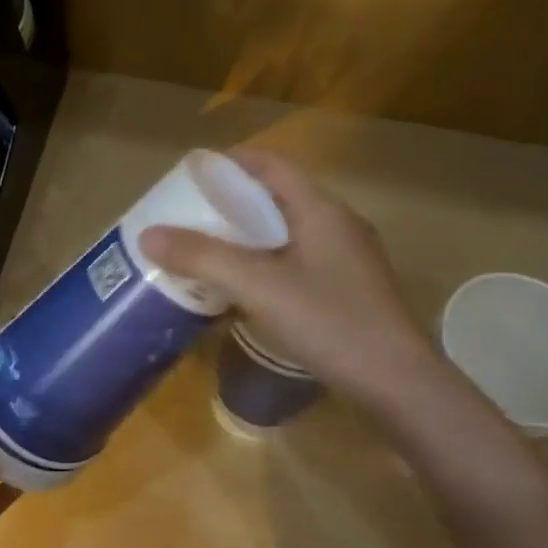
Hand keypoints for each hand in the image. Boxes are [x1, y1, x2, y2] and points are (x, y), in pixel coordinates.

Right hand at [141, 149, 439, 415]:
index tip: (191, 175)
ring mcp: (348, 259)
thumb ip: (204, 257)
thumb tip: (148, 234)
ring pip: (288, 233)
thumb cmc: (331, 323)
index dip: (231, 163)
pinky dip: (267, 264)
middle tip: (190, 217)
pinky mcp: (350, 291)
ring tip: (209, 251)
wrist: (398, 384)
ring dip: (249, 237)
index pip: (271, 166)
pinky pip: (299, 262)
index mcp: (321, 209)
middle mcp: (338, 225)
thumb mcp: (260, 287)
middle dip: (233, 203)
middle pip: (278, 198)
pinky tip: (245, 290)